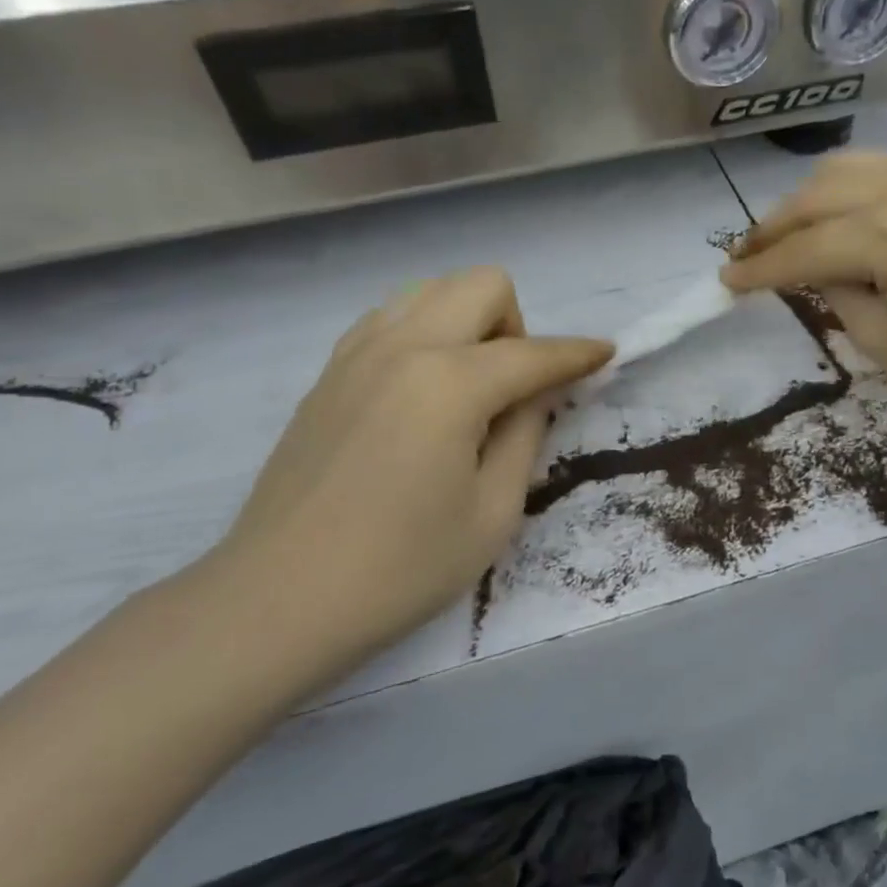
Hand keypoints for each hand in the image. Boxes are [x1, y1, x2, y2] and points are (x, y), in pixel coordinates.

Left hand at [203, 268, 610, 678]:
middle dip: (516, 325)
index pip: (534, 353)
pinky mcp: (328, 374)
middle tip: (513, 390)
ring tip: (467, 389)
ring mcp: (357, 354)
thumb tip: (535, 393)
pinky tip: (421, 393)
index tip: (606, 354)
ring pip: (431, 291)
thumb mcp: (493, 511)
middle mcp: (403, 348)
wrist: (279, 600)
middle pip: (481, 286)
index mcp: (450, 383)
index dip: (579, 354)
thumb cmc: (402, 569)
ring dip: (467, 322)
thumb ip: (525, 435)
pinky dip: (423, 334)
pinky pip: (390, 319)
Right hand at [721, 154, 886, 432]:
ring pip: (846, 169)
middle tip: (744, 257)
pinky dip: (847, 189)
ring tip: (786, 234)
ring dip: (806, 200)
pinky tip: (838, 216)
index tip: (725, 282)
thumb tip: (813, 269)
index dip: (760, 269)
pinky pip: (883, 169)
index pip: (805, 249)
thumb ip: (836, 293)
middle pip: (816, 196)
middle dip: (773, 228)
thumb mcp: (884, 341)